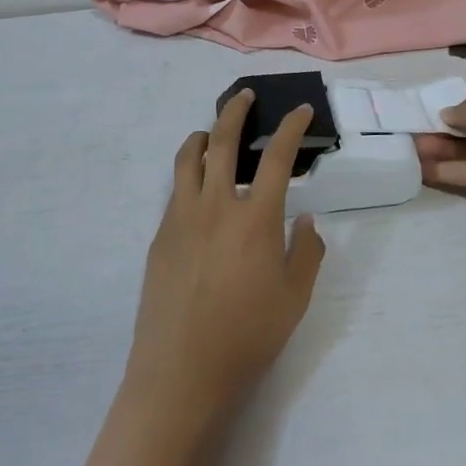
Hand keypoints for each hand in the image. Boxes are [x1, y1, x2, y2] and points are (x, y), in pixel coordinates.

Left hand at [123, 89, 326, 437]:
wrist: (182, 369)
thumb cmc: (248, 336)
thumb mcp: (295, 298)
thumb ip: (306, 251)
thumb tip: (304, 218)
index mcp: (256, 218)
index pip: (277, 157)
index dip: (291, 127)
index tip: (299, 110)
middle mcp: (216, 205)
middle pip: (223, 141)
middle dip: (235, 110)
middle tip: (244, 96)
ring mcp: (181, 217)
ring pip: (188, 158)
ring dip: (203, 136)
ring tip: (212, 133)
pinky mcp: (160, 234)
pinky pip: (176, 190)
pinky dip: (188, 173)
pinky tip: (198, 188)